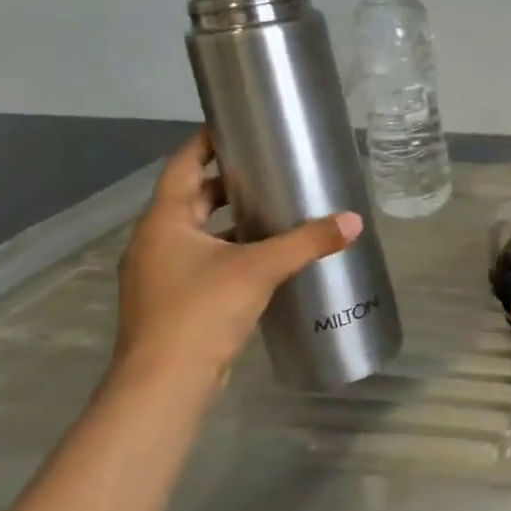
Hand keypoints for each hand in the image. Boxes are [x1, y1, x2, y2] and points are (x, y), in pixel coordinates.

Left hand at [113, 130, 361, 393]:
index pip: (183, 166)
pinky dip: (229, 250)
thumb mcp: (260, 269)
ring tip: (275, 209)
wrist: (164, 385)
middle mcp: (155, 243)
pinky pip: (203, 261)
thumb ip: (308, 242)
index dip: (206, 142)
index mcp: (164, 223)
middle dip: (228, 183)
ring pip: (198, 233)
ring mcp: (160, 275)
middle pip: (192, 199)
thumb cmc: (201, 312)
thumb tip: (354, 221)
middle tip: (269, 168)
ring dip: (230, 220)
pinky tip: (264, 256)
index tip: (234, 125)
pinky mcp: (173, 302)